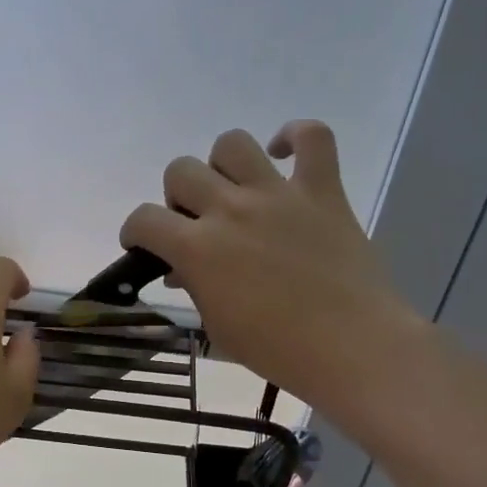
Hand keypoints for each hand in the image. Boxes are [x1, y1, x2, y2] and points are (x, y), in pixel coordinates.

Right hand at [121, 122, 423, 414]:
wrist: (350, 347)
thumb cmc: (277, 349)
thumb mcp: (218, 326)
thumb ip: (195, 288)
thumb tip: (182, 269)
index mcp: (199, 248)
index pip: (144, 219)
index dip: (135, 231)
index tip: (144, 245)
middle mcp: (231, 210)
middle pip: (181, 171)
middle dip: (178, 197)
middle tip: (196, 222)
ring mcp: (278, 194)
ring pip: (232, 144)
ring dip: (222, 165)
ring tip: (233, 190)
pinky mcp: (322, 190)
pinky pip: (313, 136)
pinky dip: (296, 137)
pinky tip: (284, 154)